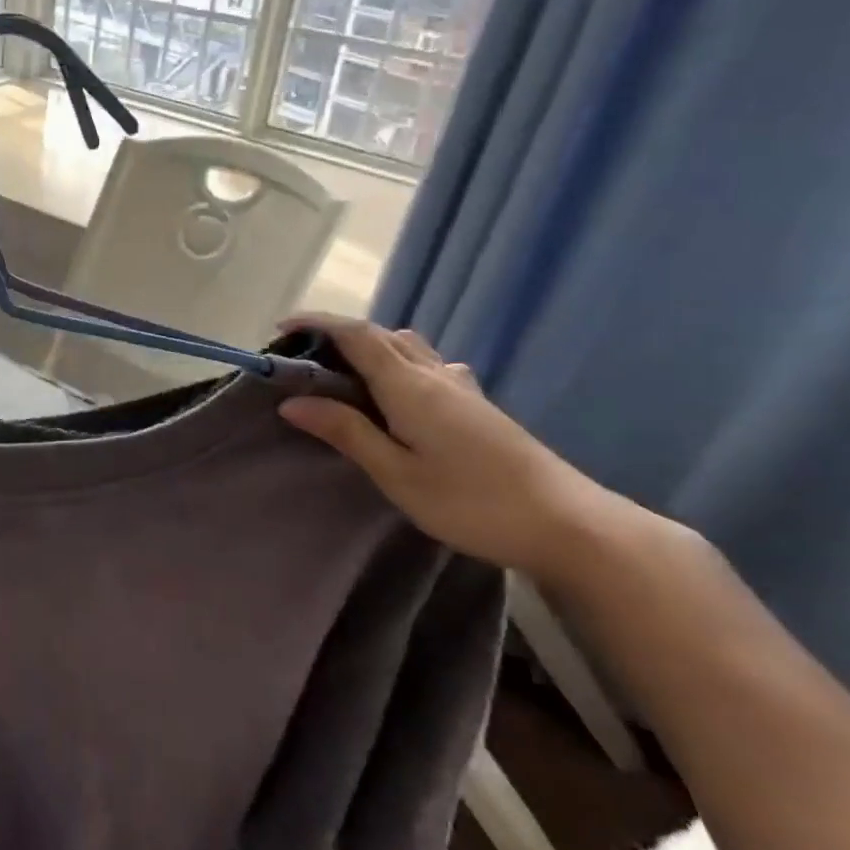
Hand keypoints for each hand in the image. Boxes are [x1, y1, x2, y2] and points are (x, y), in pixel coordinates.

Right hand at [277, 318, 619, 579]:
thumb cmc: (472, 502)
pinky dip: (398, 360)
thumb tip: (291, 402)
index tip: (280, 330)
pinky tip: (401, 390)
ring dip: (369, 345)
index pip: (355, 335)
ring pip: (407, 346)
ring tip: (343, 371)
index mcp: (409, 386)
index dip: (316, 324)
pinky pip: (428, 363)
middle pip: (380, 335)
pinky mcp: (478, 404)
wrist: (569, 525)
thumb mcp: (397, 474)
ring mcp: (461, 387)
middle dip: (336, 334)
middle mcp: (435, 375)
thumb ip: (346, 432)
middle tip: (303, 356)